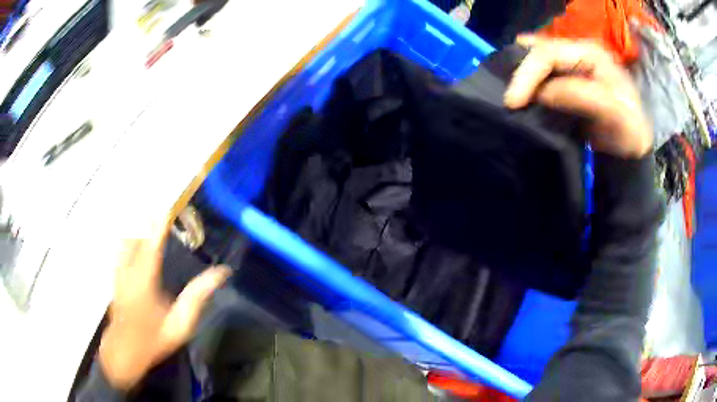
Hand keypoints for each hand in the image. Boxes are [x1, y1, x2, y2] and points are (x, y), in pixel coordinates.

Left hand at [98, 216, 230, 390]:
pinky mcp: (114, 275)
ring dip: (137, 225)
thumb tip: (220, 273)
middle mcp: (128, 272)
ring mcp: (118, 272)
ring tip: (148, 214)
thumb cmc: (154, 339)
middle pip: (136, 237)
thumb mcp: (180, 324)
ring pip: (125, 240)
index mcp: (145, 283)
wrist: (124, 350)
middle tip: (160, 207)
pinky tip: (133, 234)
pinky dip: (129, 236)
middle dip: (147, 220)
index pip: (152, 246)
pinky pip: (120, 248)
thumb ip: (197, 298)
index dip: (159, 225)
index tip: (167, 208)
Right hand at [504, 35, 652, 157]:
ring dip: (521, 77)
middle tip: (508, 101)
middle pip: (539, 53)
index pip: (549, 53)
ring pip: (536, 61)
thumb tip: (542, 93)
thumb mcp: (614, 114)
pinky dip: (527, 83)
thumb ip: (581, 96)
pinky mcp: (566, 80)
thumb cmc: (628, 132)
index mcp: (590, 53)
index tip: (512, 102)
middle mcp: (577, 52)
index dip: (528, 74)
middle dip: (520, 74)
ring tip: (510, 96)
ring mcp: (570, 65)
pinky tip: (520, 94)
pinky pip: (540, 75)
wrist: (630, 149)